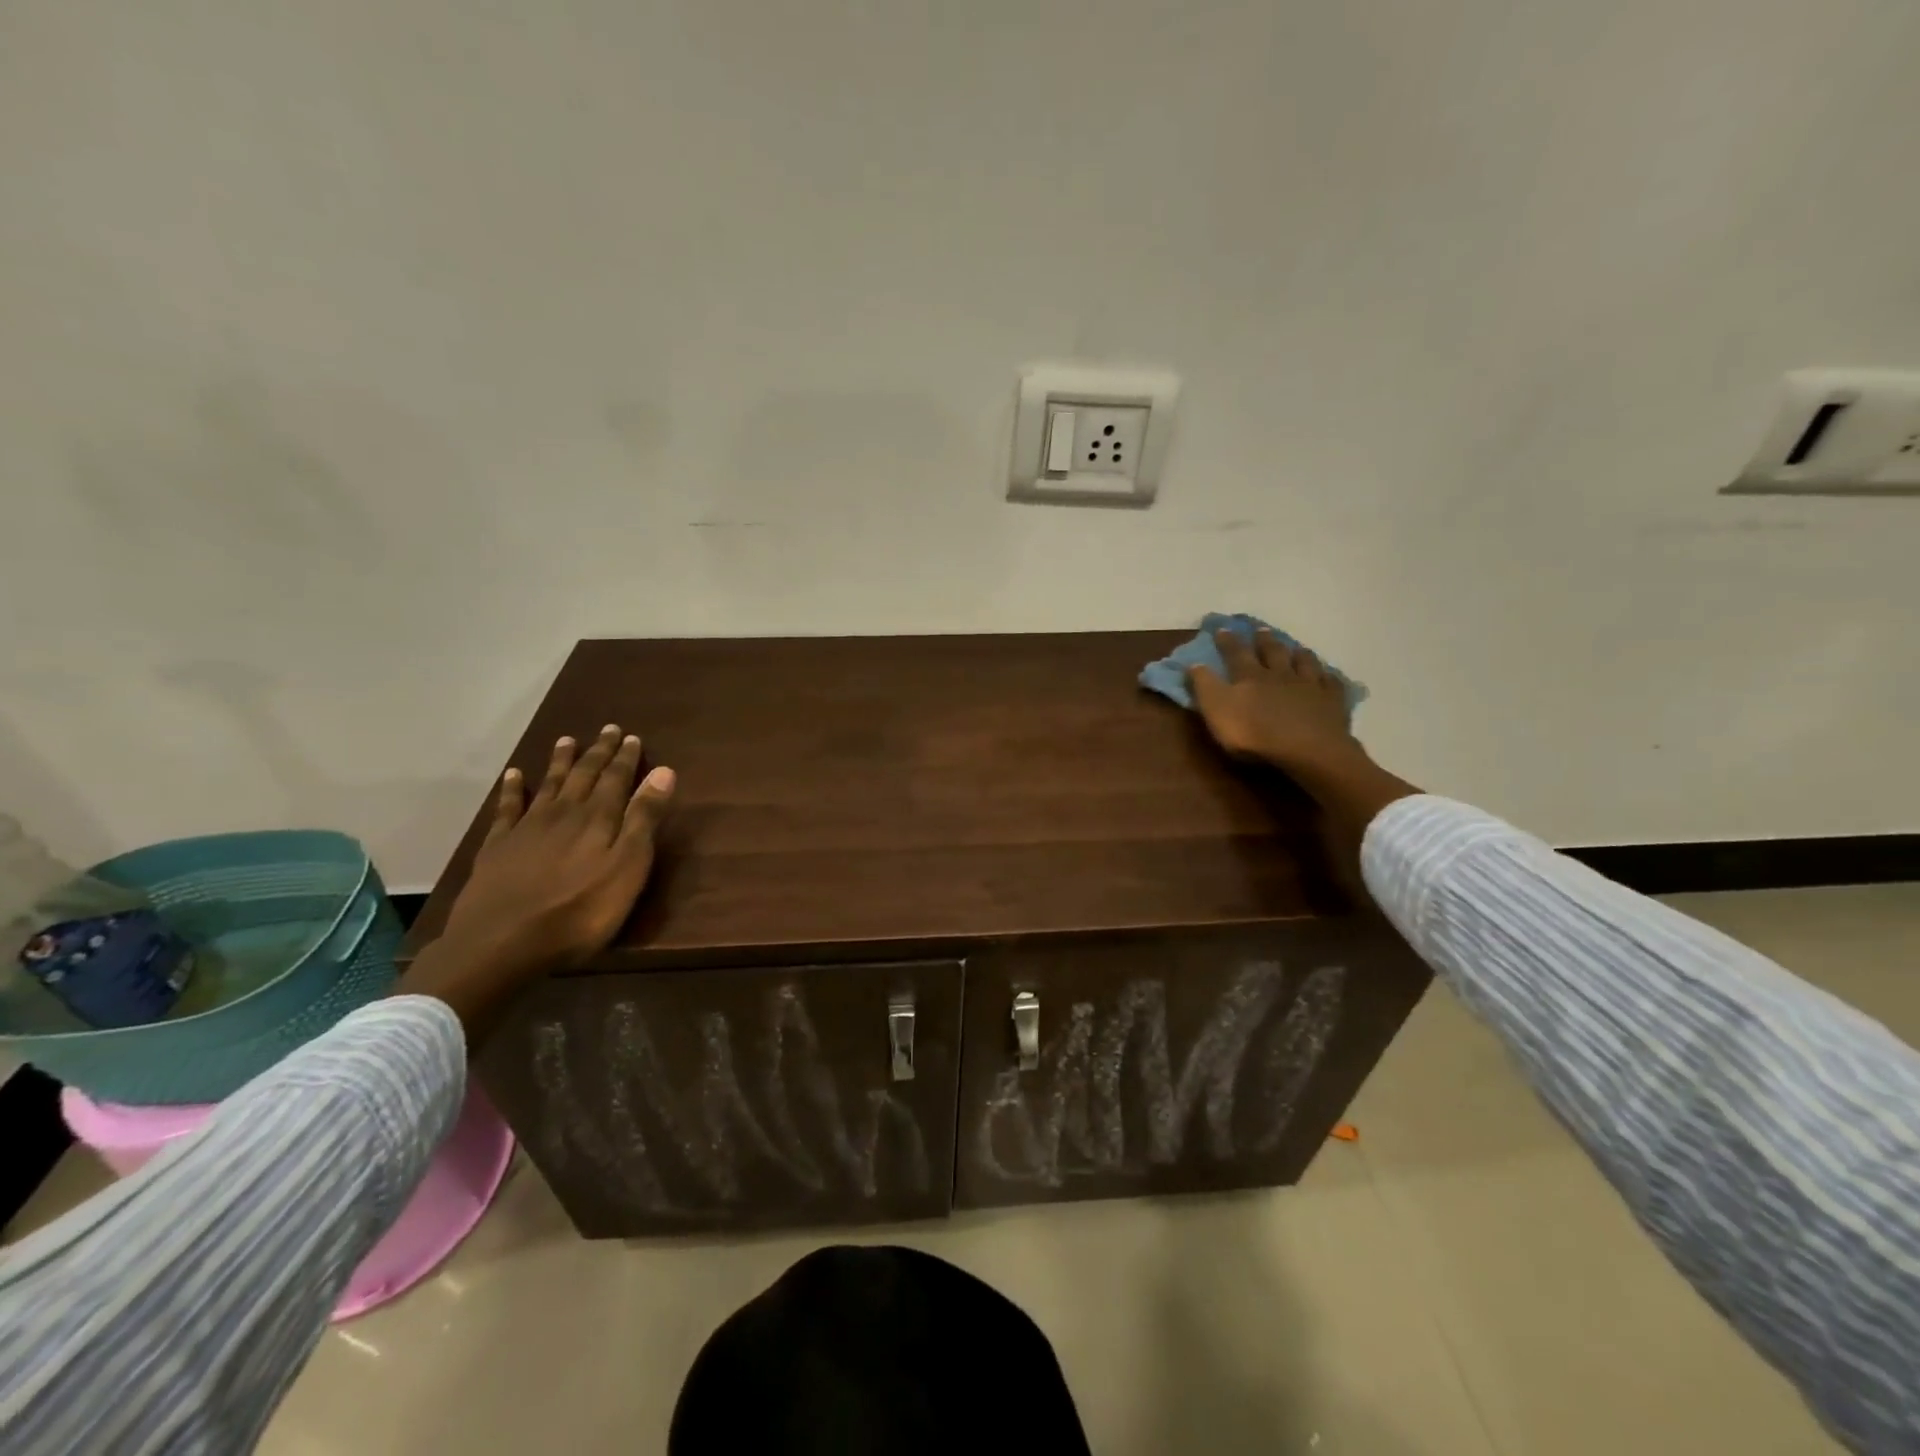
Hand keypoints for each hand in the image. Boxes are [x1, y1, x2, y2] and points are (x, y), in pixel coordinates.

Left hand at [437, 725, 676, 977]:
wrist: (502, 942)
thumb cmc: (580, 911)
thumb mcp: (627, 868)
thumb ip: (643, 819)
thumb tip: (663, 772)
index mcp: (599, 819)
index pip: (617, 779)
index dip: (626, 758)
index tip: (632, 737)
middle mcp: (564, 813)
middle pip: (584, 776)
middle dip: (598, 752)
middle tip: (607, 729)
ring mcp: (528, 828)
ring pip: (549, 785)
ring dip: (560, 761)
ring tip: (567, 740)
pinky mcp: (498, 847)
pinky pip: (508, 808)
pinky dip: (512, 789)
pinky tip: (513, 775)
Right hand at [1187, 628, 1356, 771]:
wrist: (1307, 750)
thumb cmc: (1254, 733)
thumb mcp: (1216, 710)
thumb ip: (1204, 686)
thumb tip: (1194, 663)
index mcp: (1250, 676)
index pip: (1235, 654)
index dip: (1227, 642)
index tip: (1222, 629)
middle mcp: (1280, 674)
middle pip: (1272, 653)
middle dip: (1264, 641)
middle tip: (1261, 630)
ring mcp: (1310, 686)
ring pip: (1304, 663)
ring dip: (1298, 653)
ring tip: (1297, 647)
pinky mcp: (1332, 702)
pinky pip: (1331, 684)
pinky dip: (1328, 677)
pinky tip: (1328, 675)